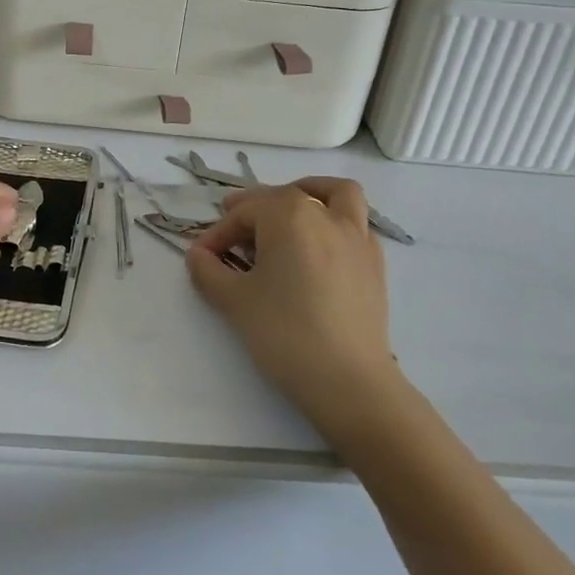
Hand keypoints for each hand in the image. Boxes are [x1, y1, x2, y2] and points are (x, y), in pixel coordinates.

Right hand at [186, 178, 398, 442]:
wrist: (348, 381)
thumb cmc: (284, 333)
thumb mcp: (233, 300)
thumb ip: (208, 270)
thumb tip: (199, 256)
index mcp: (289, 215)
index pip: (244, 213)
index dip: (218, 233)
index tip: (202, 259)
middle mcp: (325, 215)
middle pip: (283, 197)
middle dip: (254, 211)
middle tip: (232, 238)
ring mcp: (357, 237)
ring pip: (335, 194)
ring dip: (308, 193)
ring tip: (288, 213)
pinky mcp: (375, 263)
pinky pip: (356, 224)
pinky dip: (334, 223)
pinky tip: (318, 251)